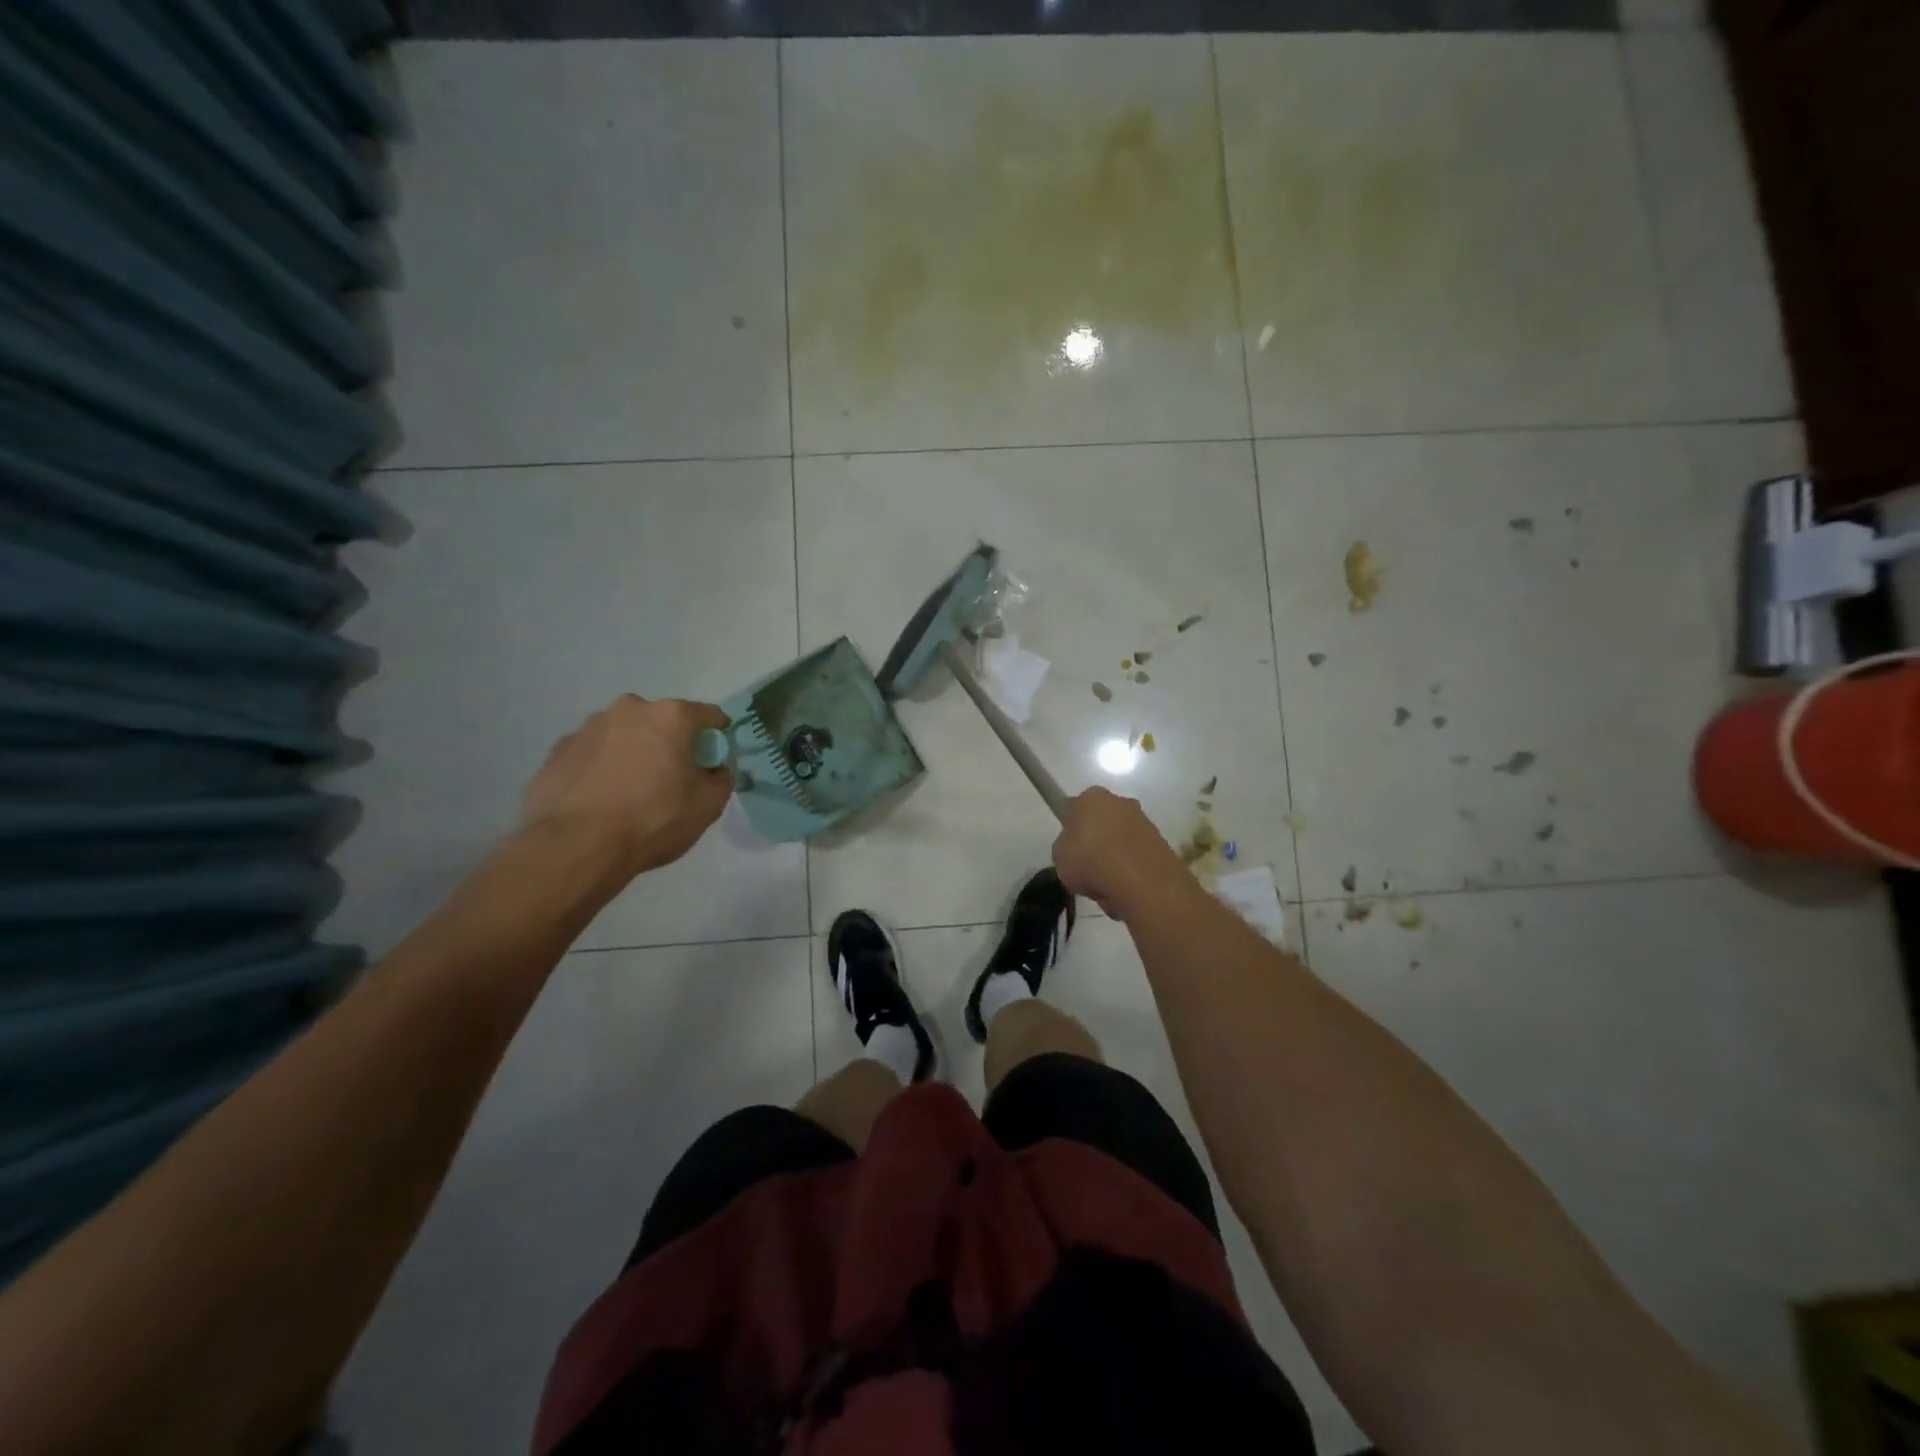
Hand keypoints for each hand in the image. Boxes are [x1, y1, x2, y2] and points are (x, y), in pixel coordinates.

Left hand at [521, 696, 732, 877]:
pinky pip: (592, 754)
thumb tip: (713, 770)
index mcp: (671, 716)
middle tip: (670, 778)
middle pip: (661, 721)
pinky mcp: (557, 750)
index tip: (714, 760)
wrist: (577, 846)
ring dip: (632, 753)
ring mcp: (588, 727)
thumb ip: (721, 778)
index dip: (717, 736)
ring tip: (629, 792)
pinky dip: (601, 768)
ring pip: (623, 735)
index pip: (709, 715)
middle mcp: (629, 710)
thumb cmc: (654, 819)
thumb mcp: (708, 805)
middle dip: (669, 743)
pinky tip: (600, 799)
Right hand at [1051, 787, 1187, 919]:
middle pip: (1101, 824)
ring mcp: (1143, 821)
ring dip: (1114, 861)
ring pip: (1120, 842)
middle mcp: (1120, 802)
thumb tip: (1076, 849)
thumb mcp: (1059, 856)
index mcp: (1092, 797)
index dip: (1071, 831)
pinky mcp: (1161, 843)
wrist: (1141, 881)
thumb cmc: (1090, 860)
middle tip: (1087, 870)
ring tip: (1107, 887)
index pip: (1074, 810)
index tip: (1070, 851)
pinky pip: (1136, 858)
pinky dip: (1131, 872)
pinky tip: (1125, 890)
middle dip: (1096, 844)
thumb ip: (1065, 847)